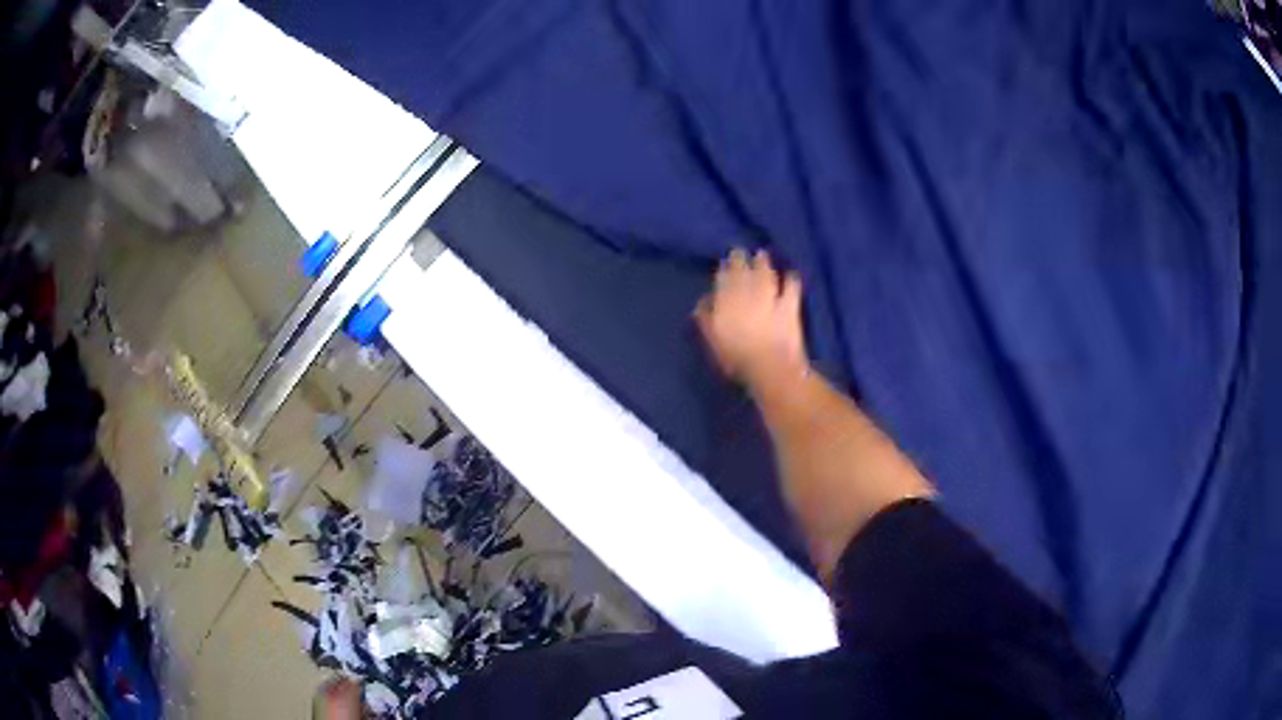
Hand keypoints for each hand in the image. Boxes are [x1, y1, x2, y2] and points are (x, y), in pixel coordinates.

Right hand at [695, 249, 808, 389]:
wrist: (770, 366)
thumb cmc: (736, 358)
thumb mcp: (713, 340)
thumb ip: (706, 319)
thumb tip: (703, 301)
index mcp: (726, 302)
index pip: (723, 280)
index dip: (724, 270)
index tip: (723, 263)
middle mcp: (747, 294)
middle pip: (742, 272)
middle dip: (740, 260)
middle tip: (739, 251)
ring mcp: (770, 298)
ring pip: (764, 274)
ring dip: (763, 263)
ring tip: (761, 254)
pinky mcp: (789, 306)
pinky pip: (791, 287)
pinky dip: (791, 279)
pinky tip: (791, 274)